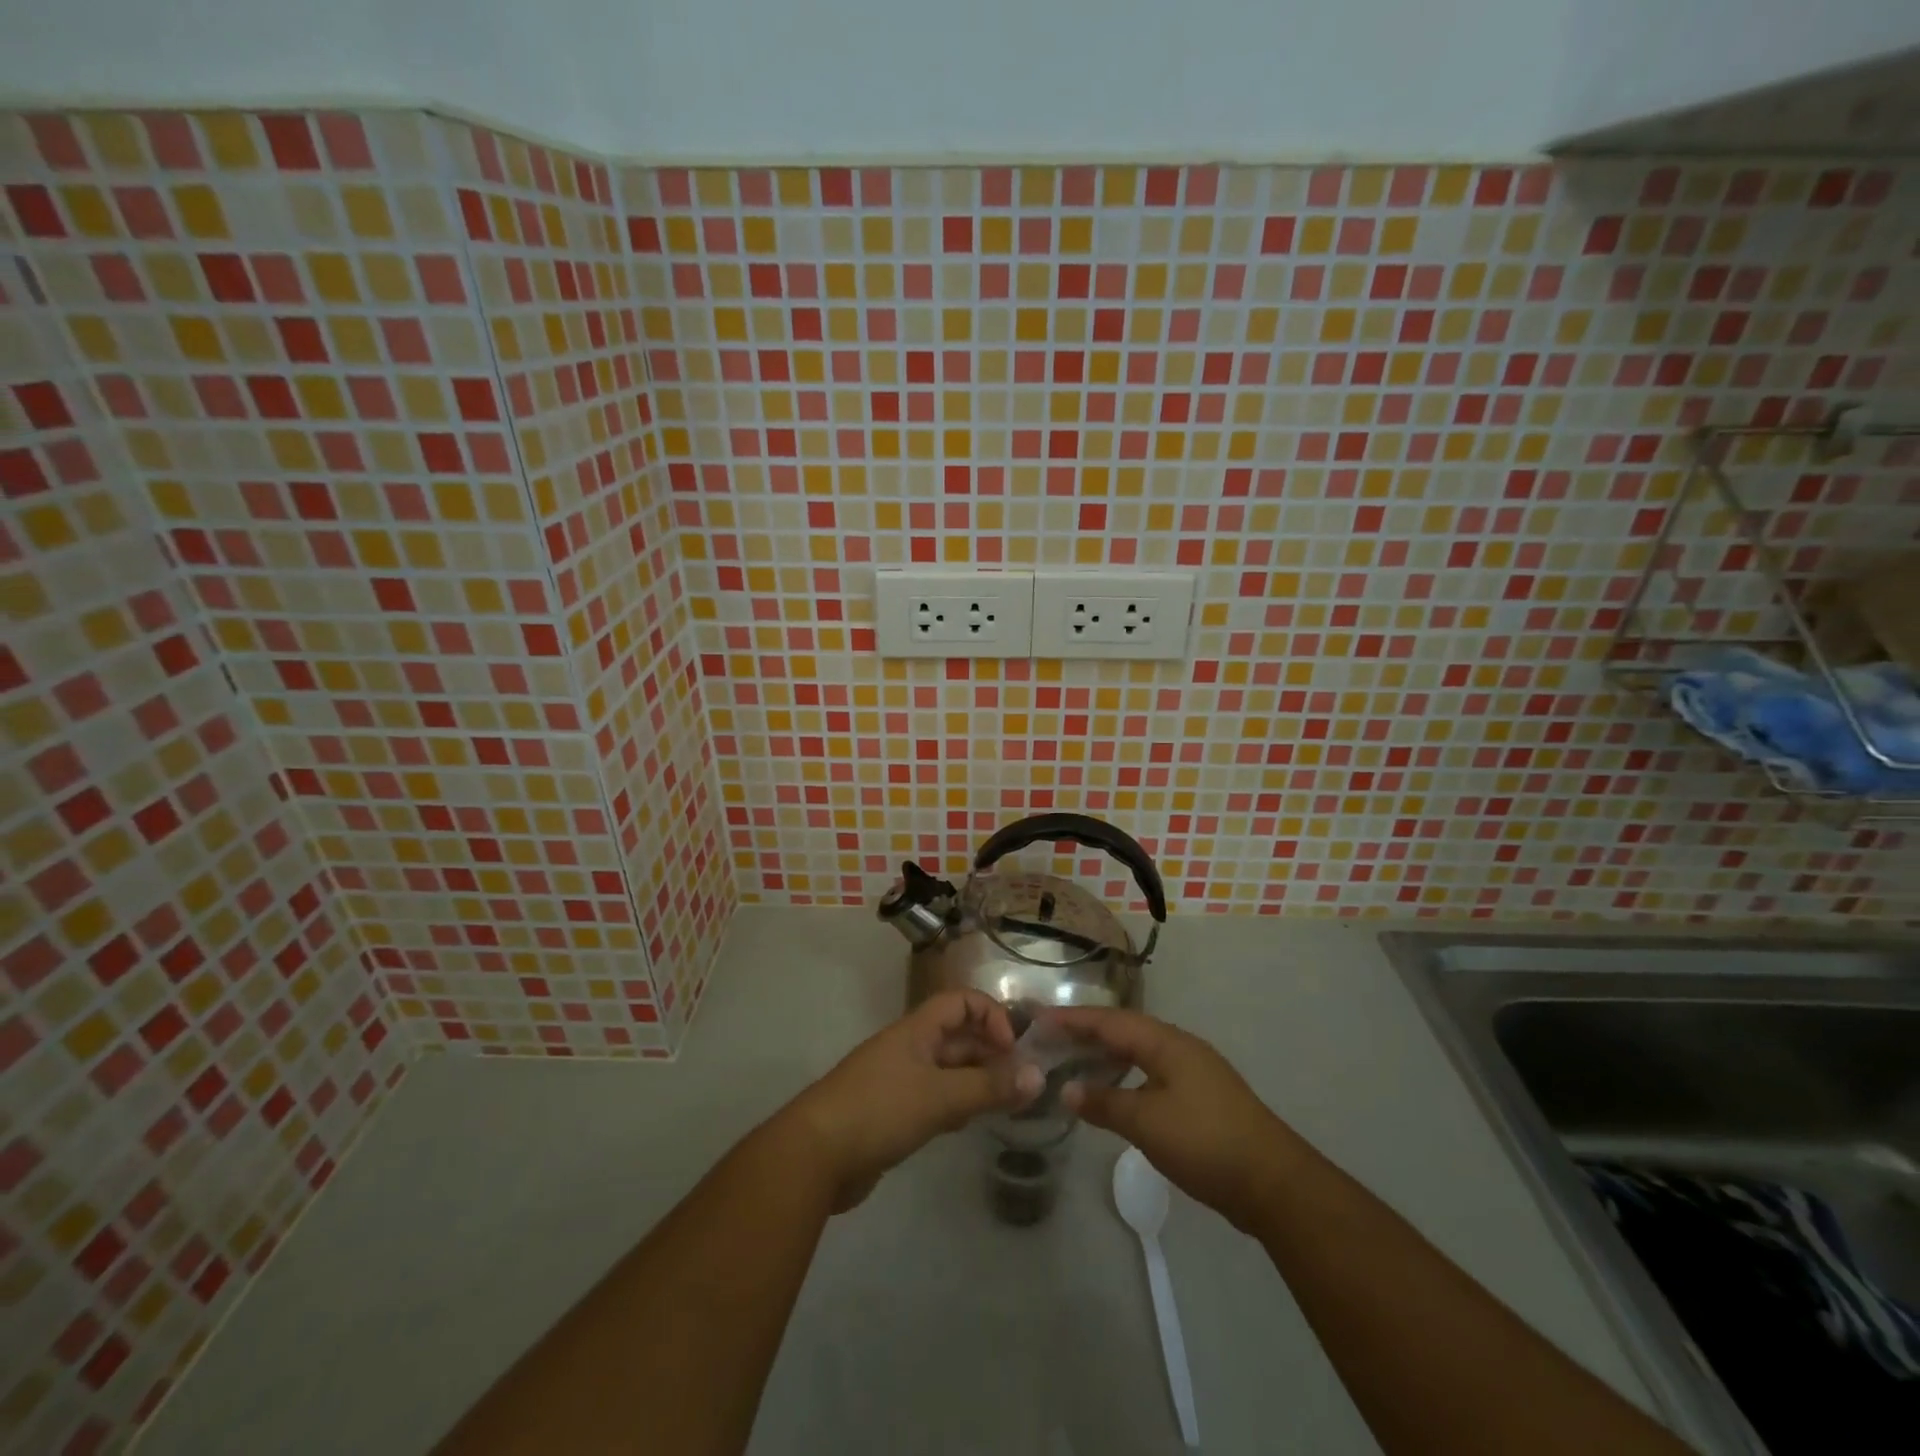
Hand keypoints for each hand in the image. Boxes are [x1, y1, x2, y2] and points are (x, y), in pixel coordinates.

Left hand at [785, 991, 1044, 1211]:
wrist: (814, 1155)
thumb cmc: (879, 1110)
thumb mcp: (940, 1097)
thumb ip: (988, 1087)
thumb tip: (1038, 1076)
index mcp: (916, 1030)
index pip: (960, 1001)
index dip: (990, 1015)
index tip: (1012, 1049)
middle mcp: (908, 1048)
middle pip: (956, 1036)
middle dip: (989, 1051)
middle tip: (1021, 1081)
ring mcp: (898, 1081)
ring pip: (947, 1070)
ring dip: (976, 1079)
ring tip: (1005, 1103)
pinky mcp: (891, 1113)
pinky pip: (933, 1098)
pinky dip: (955, 1104)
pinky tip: (968, 1124)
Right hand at [1054, 1008, 1303, 1232]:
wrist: (1274, 1183)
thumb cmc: (1206, 1142)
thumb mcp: (1146, 1123)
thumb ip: (1105, 1103)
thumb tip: (1068, 1090)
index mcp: (1166, 1043)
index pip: (1110, 1021)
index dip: (1074, 1018)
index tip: (1040, 1017)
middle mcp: (1180, 1048)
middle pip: (1124, 1031)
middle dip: (1087, 1032)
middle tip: (1049, 1037)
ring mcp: (1194, 1073)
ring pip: (1139, 1053)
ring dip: (1106, 1054)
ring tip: (1073, 1060)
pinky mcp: (1201, 1098)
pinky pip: (1150, 1073)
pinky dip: (1124, 1075)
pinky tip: (1112, 1092)